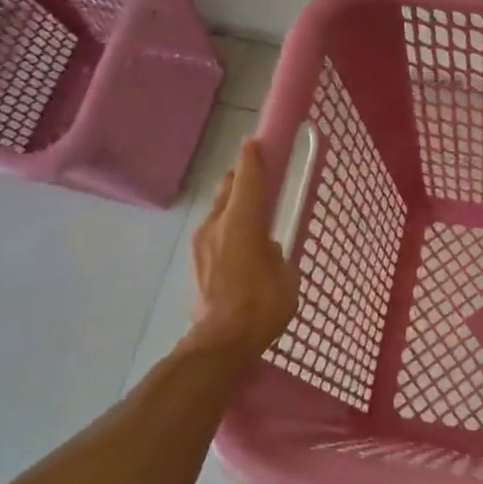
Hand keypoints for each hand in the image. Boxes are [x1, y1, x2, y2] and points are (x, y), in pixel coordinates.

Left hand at [186, 141, 300, 359]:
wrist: (221, 342)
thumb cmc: (262, 305)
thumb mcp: (285, 275)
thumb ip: (276, 252)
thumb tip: (266, 247)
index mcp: (242, 222)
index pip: (248, 179)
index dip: (253, 158)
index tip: (257, 142)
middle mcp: (217, 225)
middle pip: (228, 189)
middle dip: (242, 177)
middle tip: (258, 175)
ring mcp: (202, 243)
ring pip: (218, 210)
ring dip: (233, 203)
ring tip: (250, 212)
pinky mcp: (197, 262)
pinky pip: (214, 231)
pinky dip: (227, 226)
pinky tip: (239, 242)